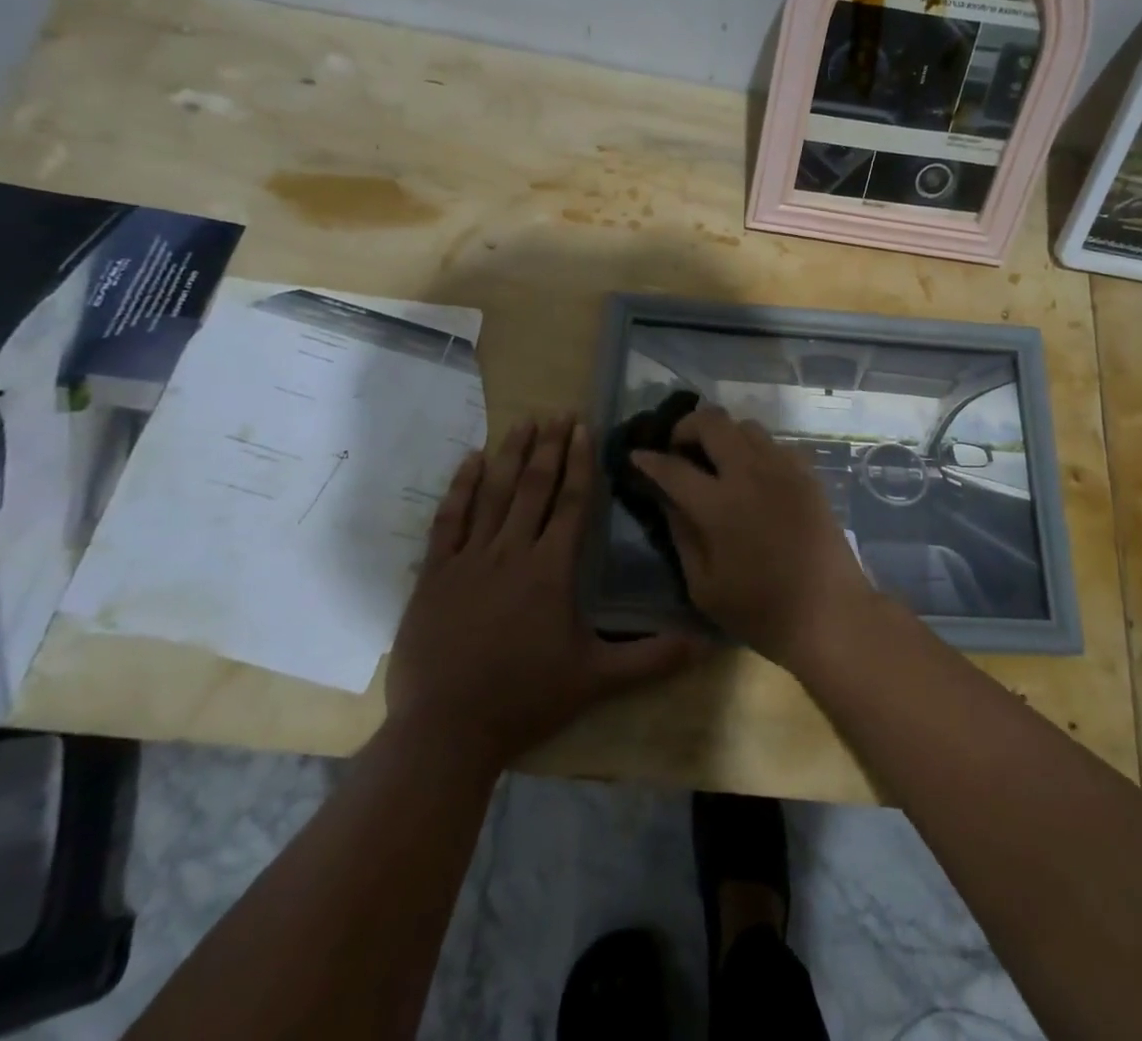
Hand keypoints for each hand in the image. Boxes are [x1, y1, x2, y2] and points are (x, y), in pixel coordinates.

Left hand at [387, 415, 702, 768]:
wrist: (446, 731)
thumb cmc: (525, 699)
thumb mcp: (596, 679)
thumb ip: (652, 658)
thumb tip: (705, 643)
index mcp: (552, 569)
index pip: (572, 502)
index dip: (580, 462)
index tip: (584, 428)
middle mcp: (512, 552)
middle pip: (534, 487)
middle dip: (548, 446)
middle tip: (558, 411)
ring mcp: (469, 559)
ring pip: (493, 494)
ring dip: (510, 454)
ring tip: (523, 421)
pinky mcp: (435, 574)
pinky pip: (449, 519)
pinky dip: (461, 486)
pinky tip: (471, 460)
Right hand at [630, 405, 873, 667]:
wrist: (829, 612)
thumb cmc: (760, 610)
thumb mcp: (704, 586)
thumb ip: (682, 535)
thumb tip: (667, 499)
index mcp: (719, 504)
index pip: (673, 467)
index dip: (649, 460)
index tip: (636, 457)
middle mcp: (750, 473)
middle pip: (712, 421)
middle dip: (685, 427)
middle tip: (678, 450)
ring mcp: (783, 469)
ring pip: (746, 425)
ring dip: (723, 435)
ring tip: (716, 461)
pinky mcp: (808, 474)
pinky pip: (775, 444)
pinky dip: (756, 450)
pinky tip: (754, 476)